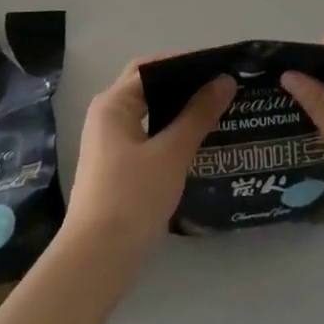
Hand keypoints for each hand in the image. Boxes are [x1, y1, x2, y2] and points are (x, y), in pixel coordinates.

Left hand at [64, 59, 234, 270]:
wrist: (98, 261)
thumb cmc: (132, 197)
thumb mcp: (172, 152)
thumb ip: (199, 114)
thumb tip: (225, 80)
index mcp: (113, 104)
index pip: (152, 67)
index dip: (186, 62)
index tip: (220, 66)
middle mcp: (108, 117)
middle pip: (151, 88)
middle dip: (186, 86)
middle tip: (224, 88)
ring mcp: (111, 145)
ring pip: (152, 115)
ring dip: (182, 111)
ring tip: (220, 112)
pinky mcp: (119, 169)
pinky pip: (151, 137)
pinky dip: (174, 133)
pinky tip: (201, 143)